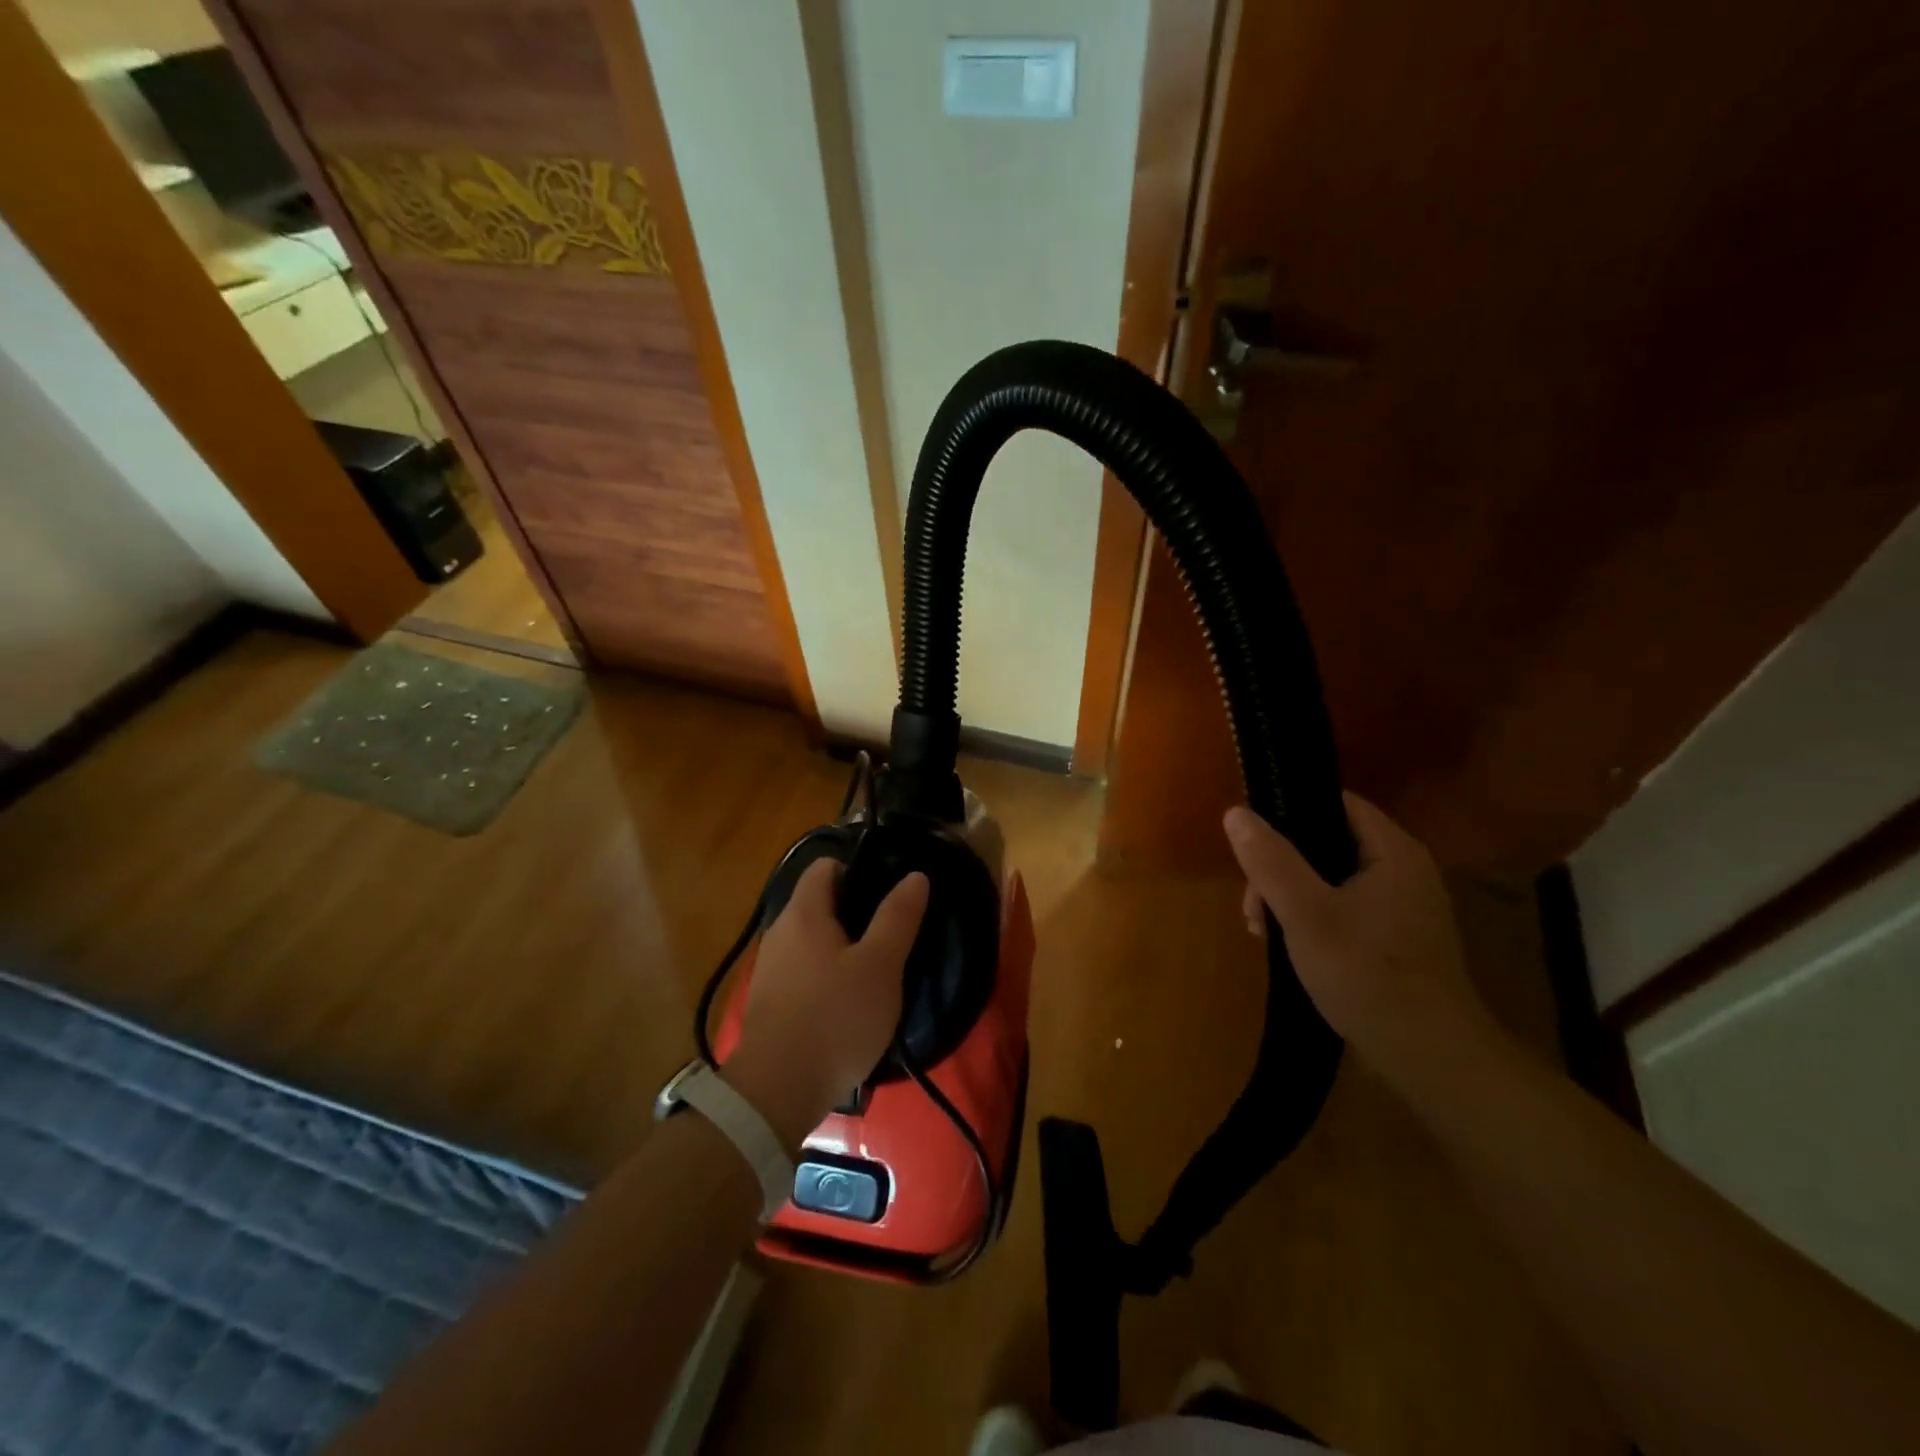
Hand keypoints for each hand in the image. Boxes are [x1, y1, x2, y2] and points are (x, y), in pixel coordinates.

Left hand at [723, 860, 929, 1149]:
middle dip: (857, 910)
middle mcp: (780, 931)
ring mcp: (772, 968)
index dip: (859, 868)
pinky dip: (828, 974)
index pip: (826, 865)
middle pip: (821, 902)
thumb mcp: (881, 965)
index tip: (890, 889)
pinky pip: (805, 970)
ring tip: (879, 967)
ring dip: (844, 946)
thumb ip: (898, 917)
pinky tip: (851, 1000)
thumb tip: (914, 876)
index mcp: (804, 912)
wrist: (776, 1092)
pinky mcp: (771, 1002)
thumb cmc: (835, 1017)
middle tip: (894, 931)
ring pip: (814, 939)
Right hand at [1224, 793, 1495, 1085]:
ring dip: (1291, 898)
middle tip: (1254, 907)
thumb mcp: (1305, 913)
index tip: (1253, 844)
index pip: (1335, 804)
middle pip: (1327, 844)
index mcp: (1393, 852)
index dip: (1289, 813)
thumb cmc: (1366, 975)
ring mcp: (1404, 907)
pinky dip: (1314, 919)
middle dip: (1281, 869)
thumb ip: (1270, 860)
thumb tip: (1236, 812)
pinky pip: (1345, 909)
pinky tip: (1292, 948)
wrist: (1430, 1059)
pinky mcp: (1398, 939)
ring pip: (1331, 880)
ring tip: (1264, 933)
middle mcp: (1404, 870)